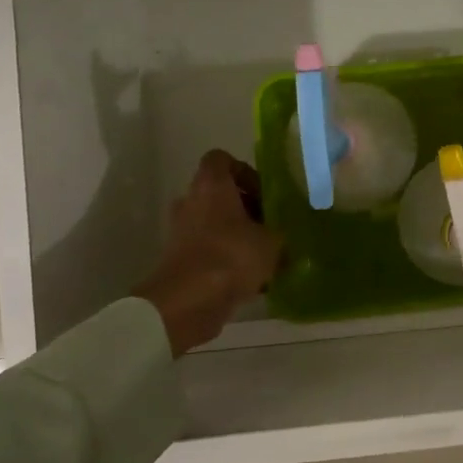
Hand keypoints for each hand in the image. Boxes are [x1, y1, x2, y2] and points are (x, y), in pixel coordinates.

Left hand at [136, 151, 281, 354]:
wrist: (186, 303)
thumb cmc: (231, 257)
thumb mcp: (272, 242)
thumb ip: (280, 233)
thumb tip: (282, 236)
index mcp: (211, 186)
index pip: (221, 159)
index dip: (245, 171)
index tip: (264, 193)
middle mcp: (191, 202)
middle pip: (220, 194)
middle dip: (247, 208)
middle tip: (270, 227)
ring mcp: (181, 231)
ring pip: (215, 224)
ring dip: (238, 236)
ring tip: (265, 256)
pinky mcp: (180, 259)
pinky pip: (209, 249)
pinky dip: (227, 259)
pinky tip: (252, 280)